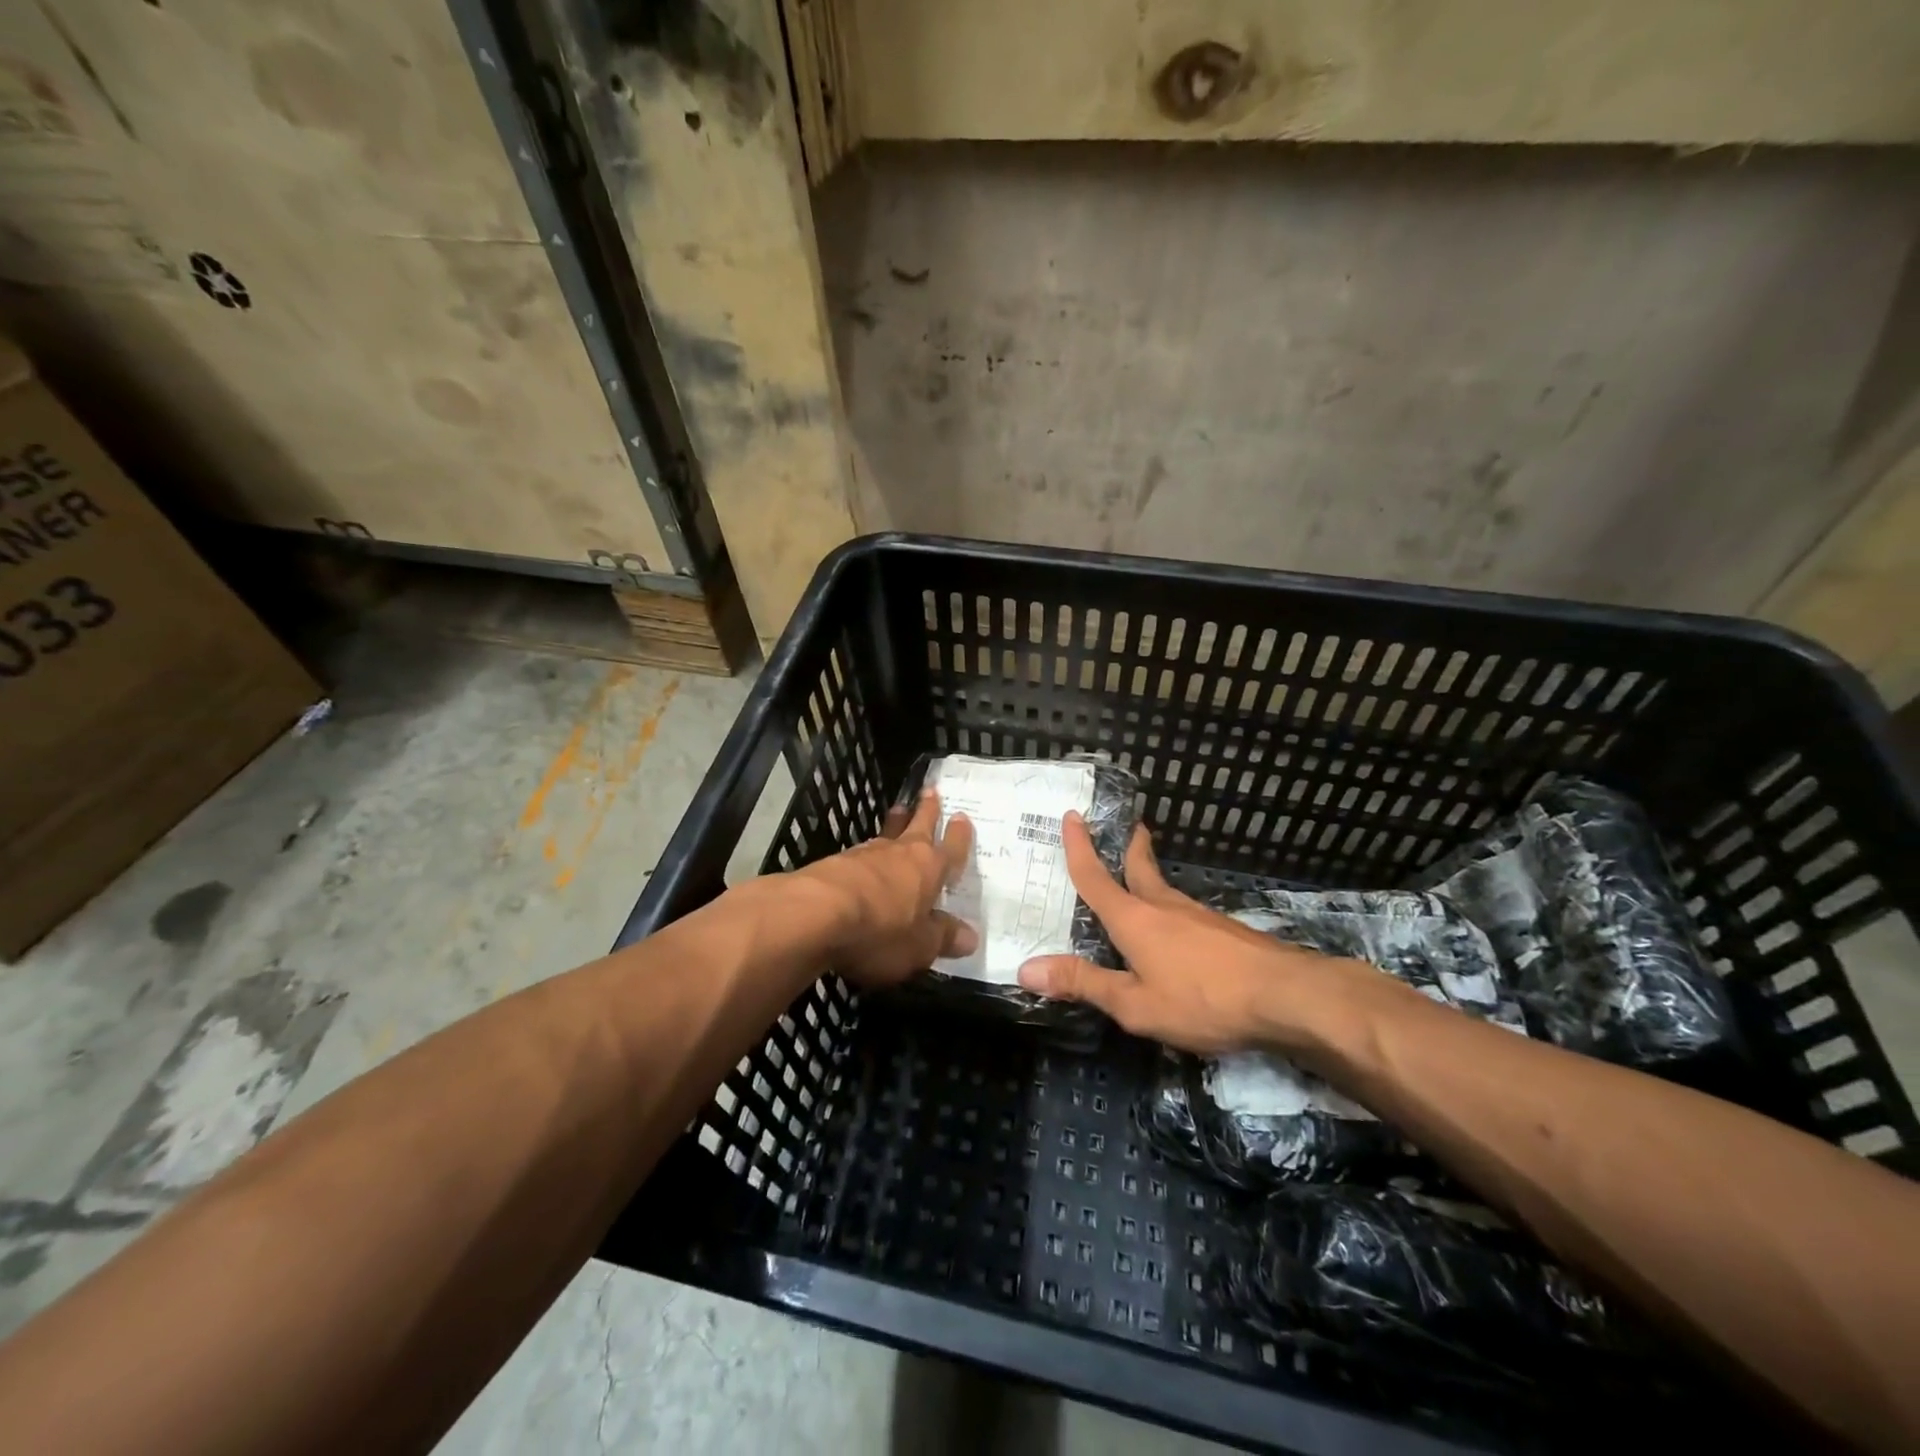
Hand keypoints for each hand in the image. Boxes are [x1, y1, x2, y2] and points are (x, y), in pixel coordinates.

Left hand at [794, 790, 976, 988]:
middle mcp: (901, 853)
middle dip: (927, 809)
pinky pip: (860, 853)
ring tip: (898, 811)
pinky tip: (863, 857)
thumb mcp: (920, 946)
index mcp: (929, 869)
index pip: (952, 848)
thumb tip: (971, 937)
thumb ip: (943, 938)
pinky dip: (867, 853)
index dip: (959, 835)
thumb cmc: (880, 931)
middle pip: (918, 825)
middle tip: (930, 790)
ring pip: (887, 834)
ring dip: (895, 824)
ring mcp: (866, 854)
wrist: (815, 914)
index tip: (962, 817)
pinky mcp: (835, 863)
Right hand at [1017, 814, 1372, 1054]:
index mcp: (1134, 919)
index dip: (1079, 848)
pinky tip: (1180, 933)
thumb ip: (1083, 984)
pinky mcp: (1226, 932)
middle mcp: (1164, 907)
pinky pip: (1186, 914)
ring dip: (1150, 878)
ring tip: (1142, 883)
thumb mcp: (1134, 1004)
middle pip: (1139, 869)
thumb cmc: (1202, 999)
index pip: (1096, 878)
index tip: (1072, 815)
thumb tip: (1025, 967)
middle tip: (1127, 828)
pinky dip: (1171, 911)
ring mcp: (1199, 917)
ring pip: (1165, 890)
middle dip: (1129, 848)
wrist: (1287, 997)